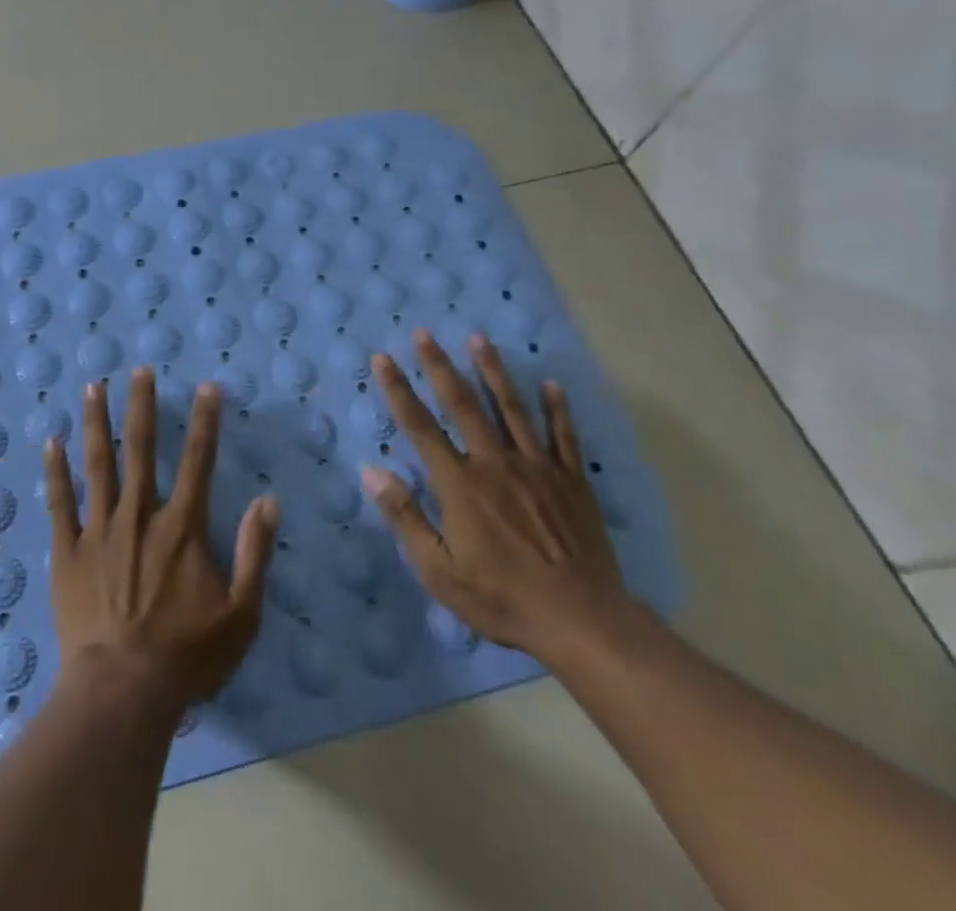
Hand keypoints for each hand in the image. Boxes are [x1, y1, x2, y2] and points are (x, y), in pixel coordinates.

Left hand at [44, 368, 278, 715]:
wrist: (121, 691)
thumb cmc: (186, 656)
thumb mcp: (241, 614)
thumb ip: (256, 554)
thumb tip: (268, 500)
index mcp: (181, 527)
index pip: (199, 462)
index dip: (206, 422)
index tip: (208, 387)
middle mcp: (139, 516)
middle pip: (142, 449)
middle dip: (143, 406)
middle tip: (139, 369)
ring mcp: (99, 530)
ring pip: (97, 464)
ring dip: (97, 423)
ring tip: (94, 386)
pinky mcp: (68, 551)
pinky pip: (60, 502)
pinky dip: (56, 471)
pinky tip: (52, 442)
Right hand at [362, 330, 628, 661]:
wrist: (583, 623)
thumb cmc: (503, 598)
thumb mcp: (439, 570)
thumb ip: (405, 517)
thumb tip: (371, 471)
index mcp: (460, 484)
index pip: (420, 426)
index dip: (398, 390)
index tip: (383, 359)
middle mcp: (495, 463)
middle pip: (463, 404)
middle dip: (440, 366)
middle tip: (425, 333)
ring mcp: (538, 468)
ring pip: (511, 408)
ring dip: (493, 371)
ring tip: (479, 339)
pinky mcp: (573, 482)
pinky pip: (564, 436)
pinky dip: (557, 409)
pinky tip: (552, 385)